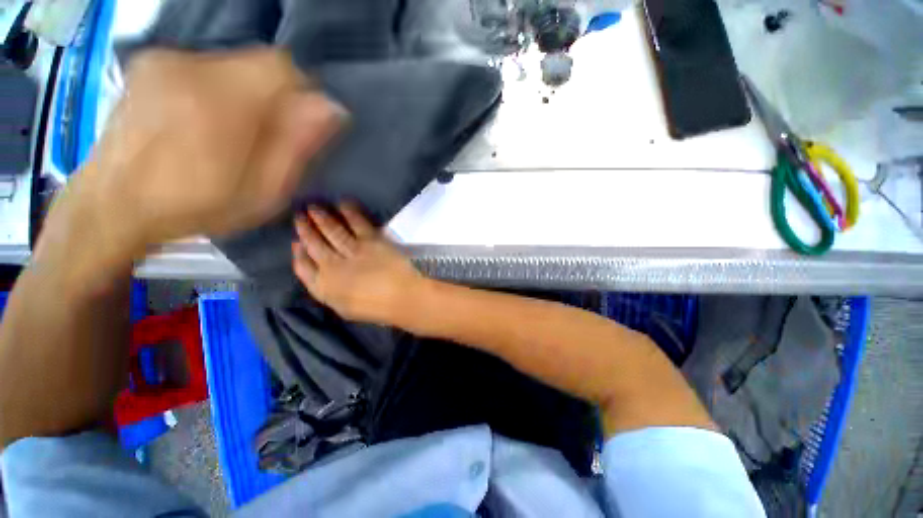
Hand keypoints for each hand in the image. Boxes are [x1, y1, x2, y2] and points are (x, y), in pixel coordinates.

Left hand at [75, 48, 343, 257]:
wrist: (113, 203)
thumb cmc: (195, 207)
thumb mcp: (264, 191)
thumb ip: (297, 146)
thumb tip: (332, 108)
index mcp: (221, 102)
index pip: (282, 67)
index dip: (302, 91)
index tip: (301, 121)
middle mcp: (189, 67)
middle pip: (258, 63)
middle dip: (275, 97)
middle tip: (267, 136)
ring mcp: (165, 61)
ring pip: (234, 64)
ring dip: (248, 94)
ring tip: (234, 132)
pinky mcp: (151, 63)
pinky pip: (208, 66)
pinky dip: (221, 89)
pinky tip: (207, 121)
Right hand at [292, 204, 425, 325]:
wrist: (403, 298)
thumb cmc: (377, 309)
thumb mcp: (345, 308)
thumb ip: (328, 292)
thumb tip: (319, 275)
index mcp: (324, 288)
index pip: (303, 267)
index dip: (298, 254)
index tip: (295, 243)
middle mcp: (333, 267)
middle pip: (314, 245)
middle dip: (305, 230)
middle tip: (299, 217)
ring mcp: (352, 251)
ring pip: (332, 231)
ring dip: (321, 218)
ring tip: (313, 207)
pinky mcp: (371, 241)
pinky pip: (357, 223)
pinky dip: (349, 212)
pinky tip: (343, 204)